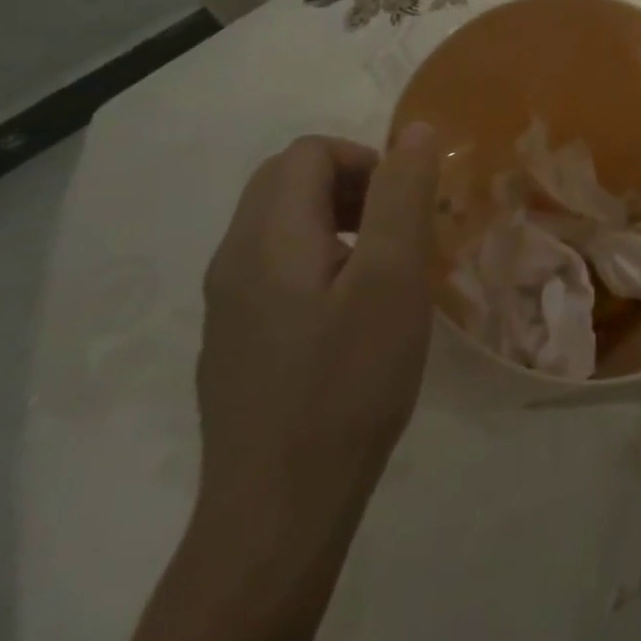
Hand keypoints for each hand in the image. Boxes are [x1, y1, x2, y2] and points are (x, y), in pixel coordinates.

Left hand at [195, 125, 439, 533]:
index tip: (406, 207)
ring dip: (339, 222)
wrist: (279, 509)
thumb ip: (402, 195)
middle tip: (399, 231)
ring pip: (282, 224)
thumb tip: (413, 132)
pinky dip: (321, 260)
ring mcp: (228, 304)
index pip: (308, 153)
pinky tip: (353, 315)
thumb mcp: (393, 278)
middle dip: (352, 186)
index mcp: (266, 237)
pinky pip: (277, 267)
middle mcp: (233, 259)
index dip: (365, 161)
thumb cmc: (347, 382)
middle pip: (288, 181)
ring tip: (384, 270)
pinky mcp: (237, 339)